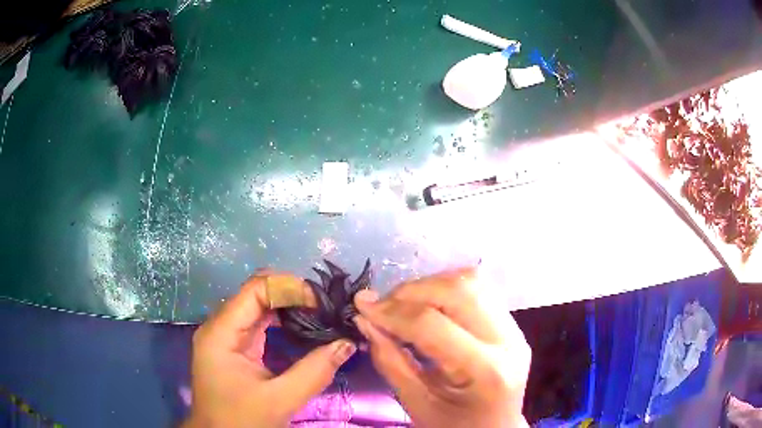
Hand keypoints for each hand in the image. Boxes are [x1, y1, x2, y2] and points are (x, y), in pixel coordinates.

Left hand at [183, 272, 356, 427]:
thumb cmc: (241, 421)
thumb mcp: (280, 400)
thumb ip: (314, 371)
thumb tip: (347, 343)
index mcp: (221, 333)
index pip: (255, 290)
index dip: (289, 288)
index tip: (322, 302)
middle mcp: (220, 326)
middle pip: (256, 293)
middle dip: (291, 294)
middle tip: (326, 306)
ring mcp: (225, 336)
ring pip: (258, 307)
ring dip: (288, 306)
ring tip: (320, 314)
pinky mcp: (233, 347)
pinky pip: (258, 323)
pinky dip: (281, 321)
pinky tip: (302, 328)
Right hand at [354, 269, 530, 427]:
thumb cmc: (454, 427)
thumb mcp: (417, 404)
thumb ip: (390, 361)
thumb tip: (365, 319)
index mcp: (486, 371)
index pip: (433, 326)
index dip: (392, 312)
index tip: (362, 307)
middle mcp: (508, 341)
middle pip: (459, 291)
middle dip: (412, 291)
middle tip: (382, 306)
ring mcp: (515, 329)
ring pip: (472, 282)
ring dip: (430, 286)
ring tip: (403, 305)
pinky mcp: (512, 324)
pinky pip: (479, 291)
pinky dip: (446, 290)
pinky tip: (428, 307)